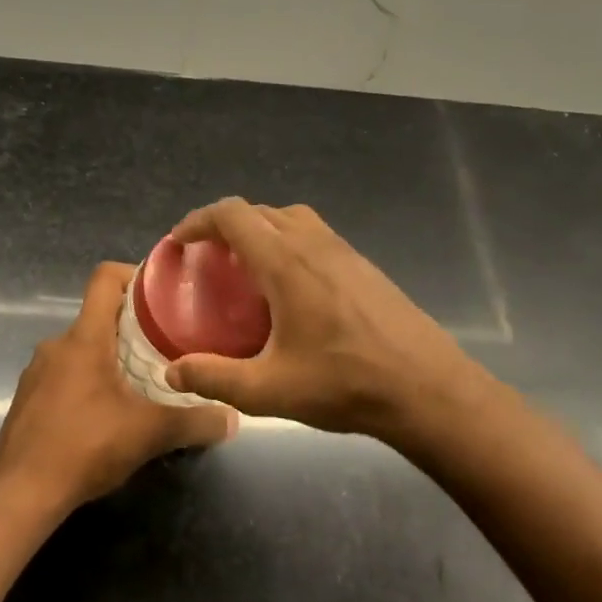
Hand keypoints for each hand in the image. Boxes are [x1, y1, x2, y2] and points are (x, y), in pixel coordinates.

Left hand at [0, 262, 237, 510]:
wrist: (20, 492)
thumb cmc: (84, 447)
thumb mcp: (149, 434)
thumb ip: (194, 421)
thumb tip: (232, 418)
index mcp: (84, 338)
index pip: (105, 278)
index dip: (134, 274)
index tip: (164, 293)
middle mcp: (56, 345)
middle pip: (98, 316)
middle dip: (132, 326)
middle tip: (167, 346)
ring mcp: (37, 372)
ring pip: (81, 348)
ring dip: (110, 357)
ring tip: (142, 382)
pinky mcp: (28, 398)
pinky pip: (64, 375)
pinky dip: (88, 382)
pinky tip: (107, 413)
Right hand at [163, 199, 479, 440]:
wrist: (427, 389)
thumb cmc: (345, 384)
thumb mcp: (269, 391)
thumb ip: (215, 378)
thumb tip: (173, 372)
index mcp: (285, 263)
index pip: (233, 215)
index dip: (199, 221)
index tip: (179, 242)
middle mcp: (314, 244)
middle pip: (260, 211)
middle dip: (225, 225)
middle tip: (206, 258)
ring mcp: (345, 252)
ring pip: (291, 218)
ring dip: (261, 230)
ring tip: (245, 267)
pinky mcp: (365, 266)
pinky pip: (316, 236)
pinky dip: (289, 243)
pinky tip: (291, 288)